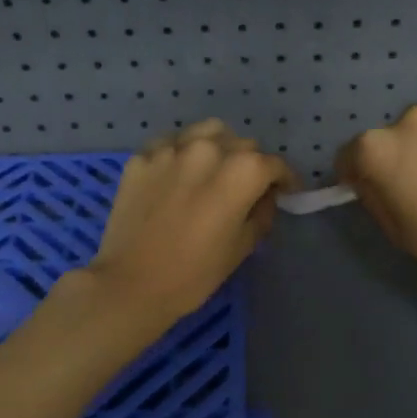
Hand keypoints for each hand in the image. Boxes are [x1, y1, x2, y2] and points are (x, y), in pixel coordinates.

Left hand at [83, 120, 295, 328]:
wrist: (130, 285)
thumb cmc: (194, 274)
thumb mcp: (242, 247)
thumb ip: (261, 212)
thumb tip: (264, 196)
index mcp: (241, 171)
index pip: (274, 164)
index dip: (285, 179)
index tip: (286, 192)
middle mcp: (208, 148)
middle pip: (242, 144)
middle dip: (252, 164)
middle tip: (247, 188)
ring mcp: (171, 149)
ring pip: (207, 132)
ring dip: (218, 147)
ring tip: (214, 170)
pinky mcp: (141, 157)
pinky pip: (171, 144)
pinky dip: (182, 153)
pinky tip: (179, 175)